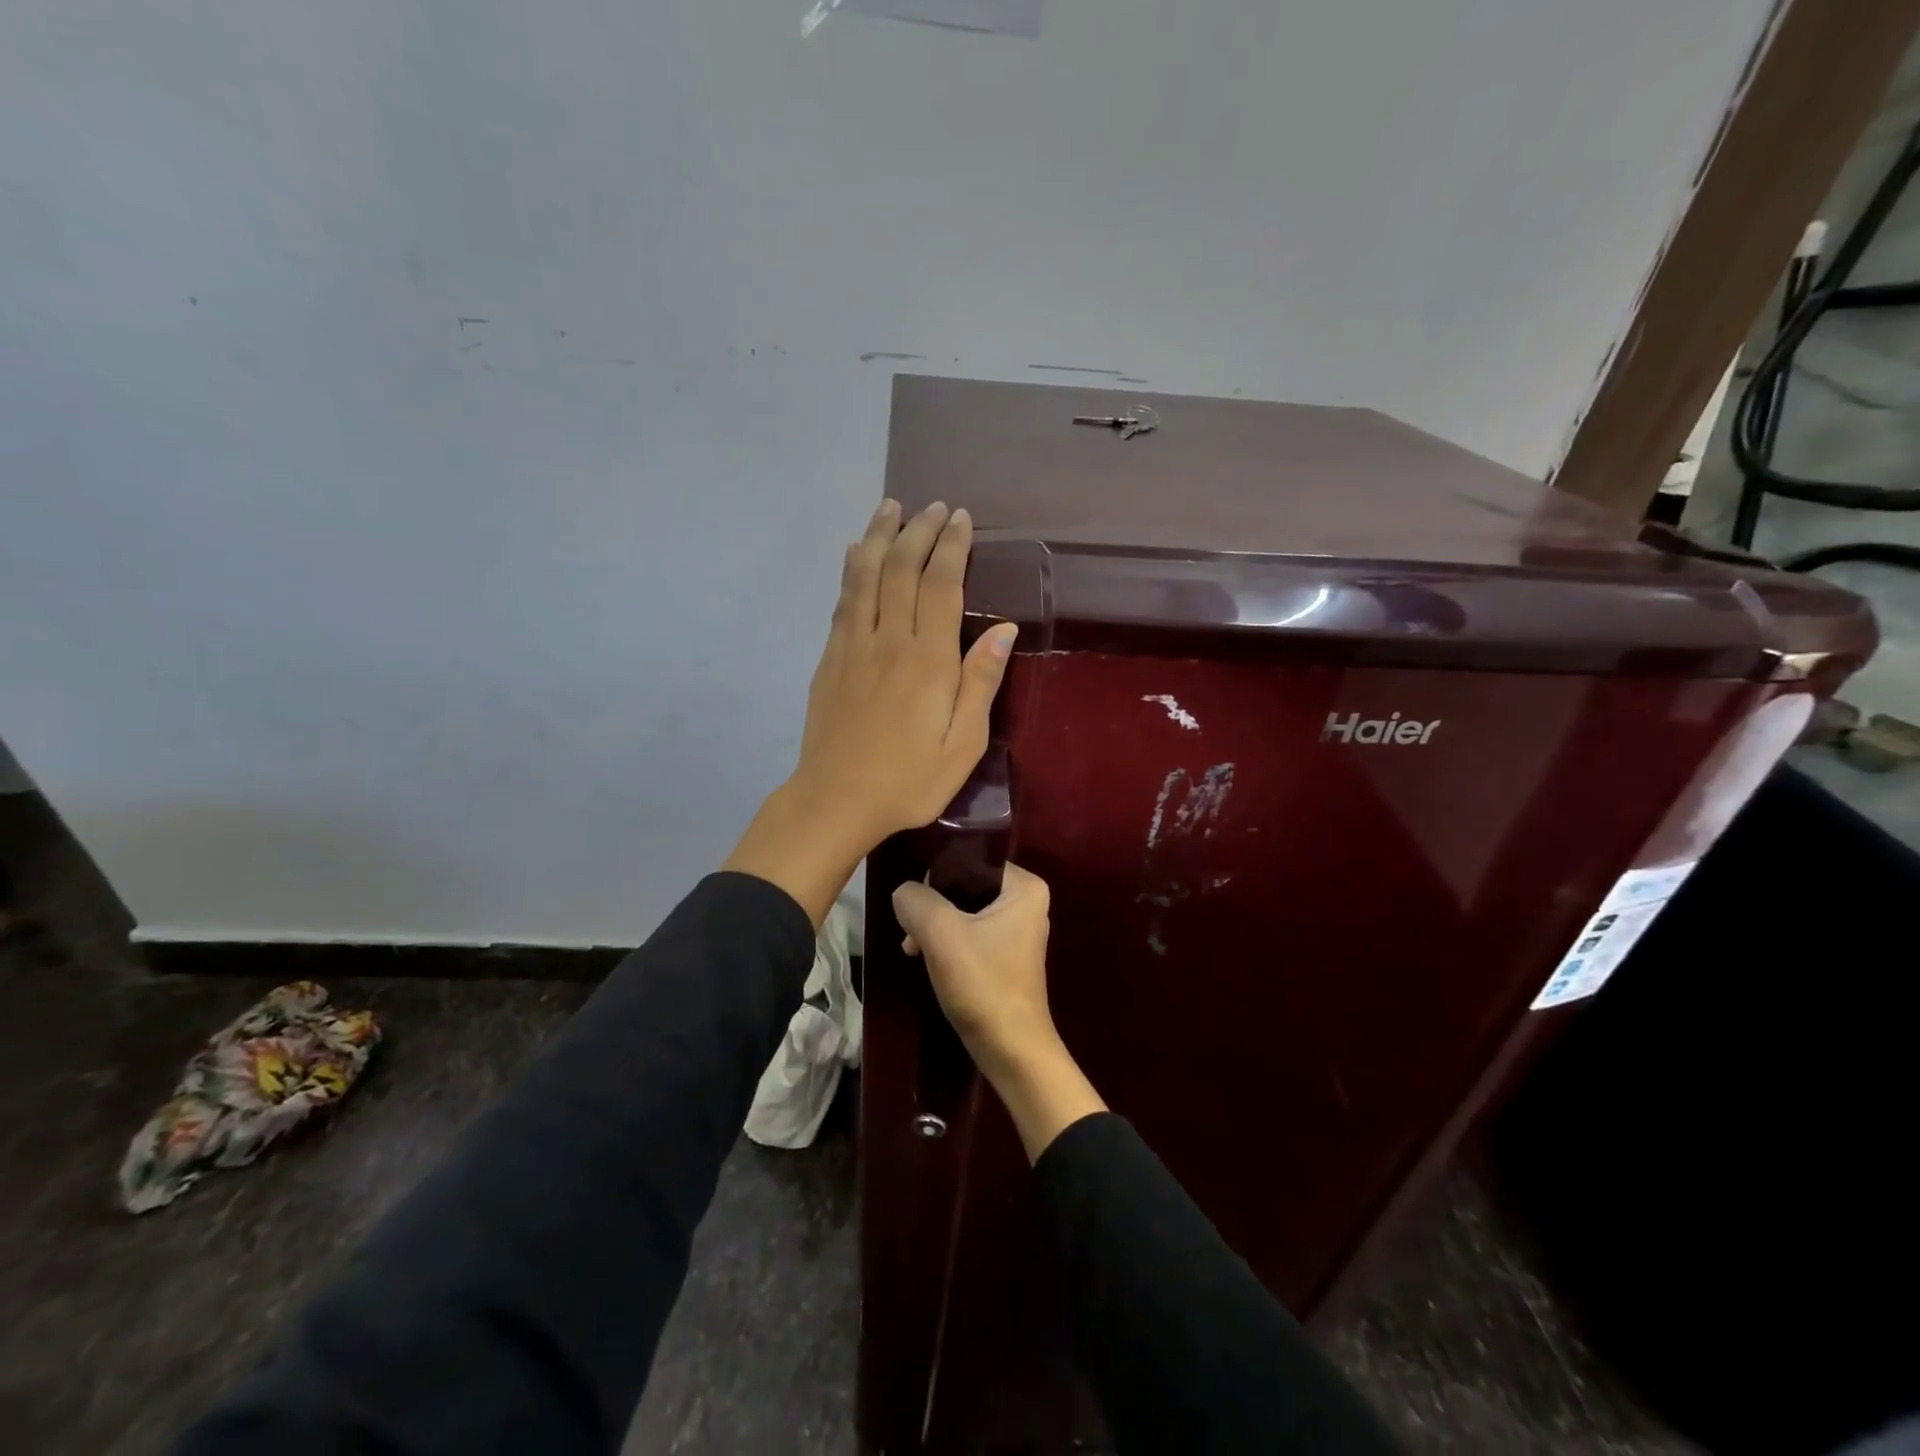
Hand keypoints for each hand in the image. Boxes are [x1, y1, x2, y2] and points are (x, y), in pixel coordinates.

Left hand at [723, 499, 1017, 927]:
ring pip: (866, 576)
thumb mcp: (962, 744)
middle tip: (933, 506)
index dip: (951, 547)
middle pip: (902, 569)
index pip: (940, 585)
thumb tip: (1004, 629)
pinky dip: (852, 570)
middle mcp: (888, 640)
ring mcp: (853, 646)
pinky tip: (856, 553)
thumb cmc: (909, 781)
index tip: (960, 519)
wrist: (836, 801)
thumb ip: (981, 682)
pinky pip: (843, 600)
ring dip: (880, 537)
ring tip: (891, 507)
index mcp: (928, 661)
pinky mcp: (830, 658)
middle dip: (919, 531)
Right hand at [893, 863, 1106, 1161]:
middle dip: (933, 907)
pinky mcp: (1006, 956)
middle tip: (912, 932)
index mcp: (1025, 886)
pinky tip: (927, 961)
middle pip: (965, 886)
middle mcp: (1027, 902)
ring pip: (963, 912)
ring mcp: (1018, 931)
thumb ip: (916, 901)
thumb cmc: (983, 984)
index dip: (938, 875)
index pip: (971, 859)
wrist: (1012, 1051)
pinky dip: (947, 944)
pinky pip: (970, 934)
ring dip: (936, 928)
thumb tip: (904, 893)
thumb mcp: (941, 934)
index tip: (917, 901)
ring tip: (914, 950)